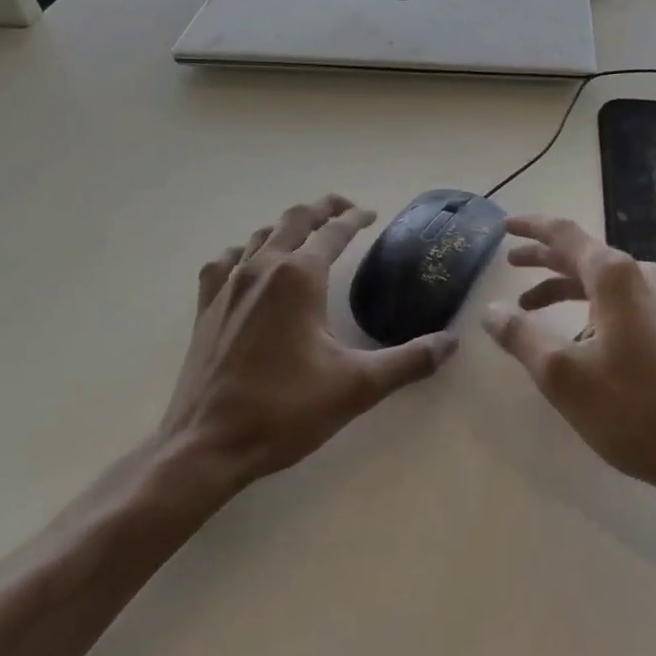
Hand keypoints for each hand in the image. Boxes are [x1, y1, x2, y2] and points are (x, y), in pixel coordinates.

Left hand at [151, 195, 456, 507]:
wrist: (205, 447)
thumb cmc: (284, 410)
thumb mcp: (356, 387)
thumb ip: (407, 361)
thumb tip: (450, 343)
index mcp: (300, 276)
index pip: (335, 231)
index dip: (356, 218)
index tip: (372, 214)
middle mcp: (264, 268)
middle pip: (295, 219)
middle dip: (322, 208)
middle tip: (344, 208)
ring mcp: (229, 285)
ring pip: (260, 235)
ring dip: (287, 227)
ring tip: (305, 233)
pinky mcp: (206, 307)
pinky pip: (224, 263)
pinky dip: (243, 253)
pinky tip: (248, 264)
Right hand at [483, 215, 655, 502]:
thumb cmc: (633, 408)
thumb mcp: (562, 375)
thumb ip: (521, 336)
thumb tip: (490, 310)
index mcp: (615, 275)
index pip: (564, 234)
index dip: (531, 227)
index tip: (505, 226)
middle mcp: (641, 274)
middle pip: (583, 254)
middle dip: (543, 258)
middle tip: (509, 263)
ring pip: (602, 280)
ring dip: (564, 286)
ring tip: (529, 306)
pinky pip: (622, 300)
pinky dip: (590, 306)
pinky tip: (576, 338)